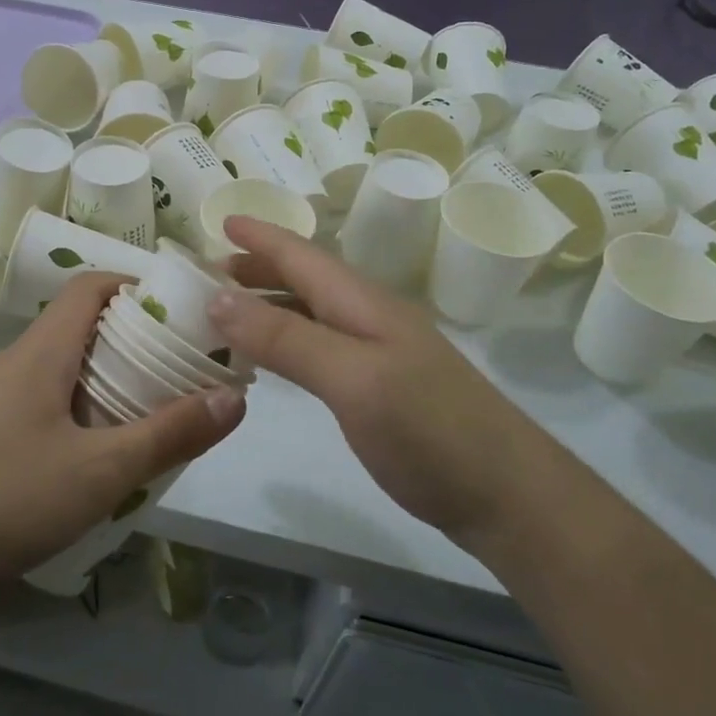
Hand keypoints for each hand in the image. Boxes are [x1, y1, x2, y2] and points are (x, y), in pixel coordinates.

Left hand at [0, 273, 244, 595]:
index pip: (89, 287)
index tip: (177, 311)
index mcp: (41, 351)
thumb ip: (170, 434)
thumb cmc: (7, 497)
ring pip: (55, 365)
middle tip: (173, 368)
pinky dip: (71, 405)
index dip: (134, 285)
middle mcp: (12, 361)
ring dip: (100, 376)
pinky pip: (35, 398)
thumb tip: (234, 397)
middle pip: (76, 325)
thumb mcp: (102, 470)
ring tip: (141, 410)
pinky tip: (86, 453)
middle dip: (128, 338)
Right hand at [210, 217, 553, 544]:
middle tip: (208, 273)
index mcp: (362, 303)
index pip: (302, 256)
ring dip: (268, 304)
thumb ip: (285, 338)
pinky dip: (286, 342)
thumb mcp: (352, 378)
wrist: (507, 495)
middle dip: (258, 268)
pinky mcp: (381, 390)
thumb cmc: (429, 429)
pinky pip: (320, 349)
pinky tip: (273, 360)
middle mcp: (369, 319)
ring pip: (312, 313)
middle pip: (306, 279)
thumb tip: (216, 297)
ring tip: (226, 312)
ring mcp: (379, 355)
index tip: (219, 219)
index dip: (260, 236)